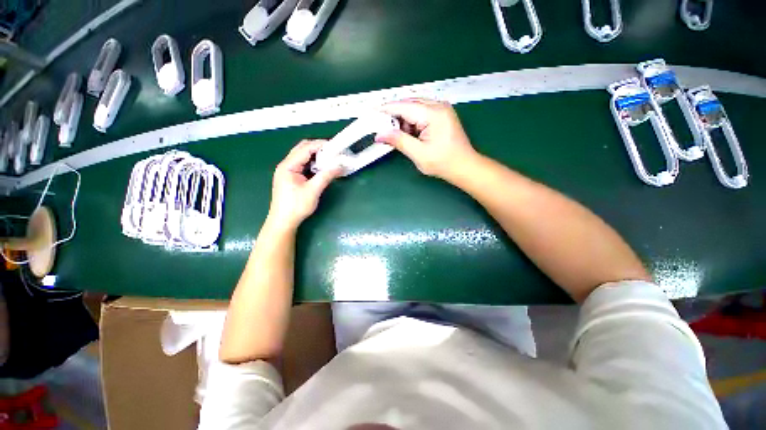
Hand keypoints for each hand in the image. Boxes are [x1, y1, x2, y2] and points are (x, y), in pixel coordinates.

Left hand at [267, 140, 341, 230]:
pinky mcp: (291, 177)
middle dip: (318, 148)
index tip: (335, 146)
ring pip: (303, 156)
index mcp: (288, 166)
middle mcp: (286, 165)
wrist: (283, 221)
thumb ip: (326, 176)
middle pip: (302, 149)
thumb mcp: (313, 191)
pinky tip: (322, 167)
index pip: (305, 148)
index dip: (320, 145)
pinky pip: (303, 165)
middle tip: (334, 151)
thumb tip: (340, 166)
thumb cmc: (296, 206)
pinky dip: (313, 163)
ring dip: (316, 156)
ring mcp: (288, 171)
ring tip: (331, 158)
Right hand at [376, 99, 478, 179]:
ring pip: (415, 108)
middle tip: (384, 129)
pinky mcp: (442, 115)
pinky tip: (410, 134)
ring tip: (400, 136)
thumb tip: (380, 134)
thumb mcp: (418, 154)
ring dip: (404, 120)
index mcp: (433, 114)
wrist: (464, 166)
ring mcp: (442, 109)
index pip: (404, 107)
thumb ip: (399, 141)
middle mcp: (438, 106)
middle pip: (409, 104)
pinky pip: (422, 113)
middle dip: (395, 116)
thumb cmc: (443, 163)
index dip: (386, 110)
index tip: (372, 113)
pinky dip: (412, 122)